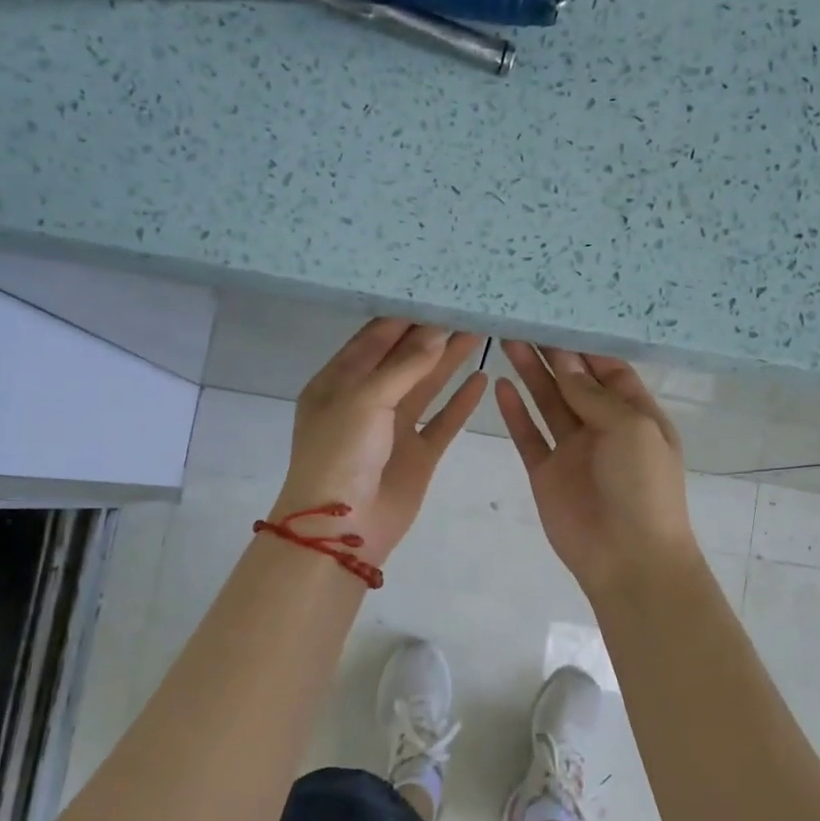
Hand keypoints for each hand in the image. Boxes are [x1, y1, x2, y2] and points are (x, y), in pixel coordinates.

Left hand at [271, 320, 486, 566]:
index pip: (374, 339)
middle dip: (432, 335)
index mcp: (339, 383)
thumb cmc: (341, 454)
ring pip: (426, 386)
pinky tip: (481, 379)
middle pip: (403, 359)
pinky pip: (443, 422)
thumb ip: (403, 366)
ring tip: (479, 332)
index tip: (436, 292)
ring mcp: (393, 429)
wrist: (342, 528)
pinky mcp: (418, 455)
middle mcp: (366, 401)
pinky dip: (460, 402)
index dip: (405, 317)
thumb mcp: (365, 399)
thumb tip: (436, 332)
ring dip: (449, 361)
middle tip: (466, 307)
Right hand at [495, 342, 701, 598]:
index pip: (609, 370)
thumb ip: (594, 395)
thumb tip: (564, 361)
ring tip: (509, 340)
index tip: (557, 317)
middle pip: (574, 382)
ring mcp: (573, 451)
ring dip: (531, 374)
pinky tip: (501, 386)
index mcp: (636, 415)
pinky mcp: (546, 473)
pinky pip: (528, 436)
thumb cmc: (643, 487)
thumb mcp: (631, 429)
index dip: (584, 346)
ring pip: (548, 403)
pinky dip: (515, 412)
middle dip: (553, 354)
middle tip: (525, 320)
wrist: (628, 558)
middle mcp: (603, 428)